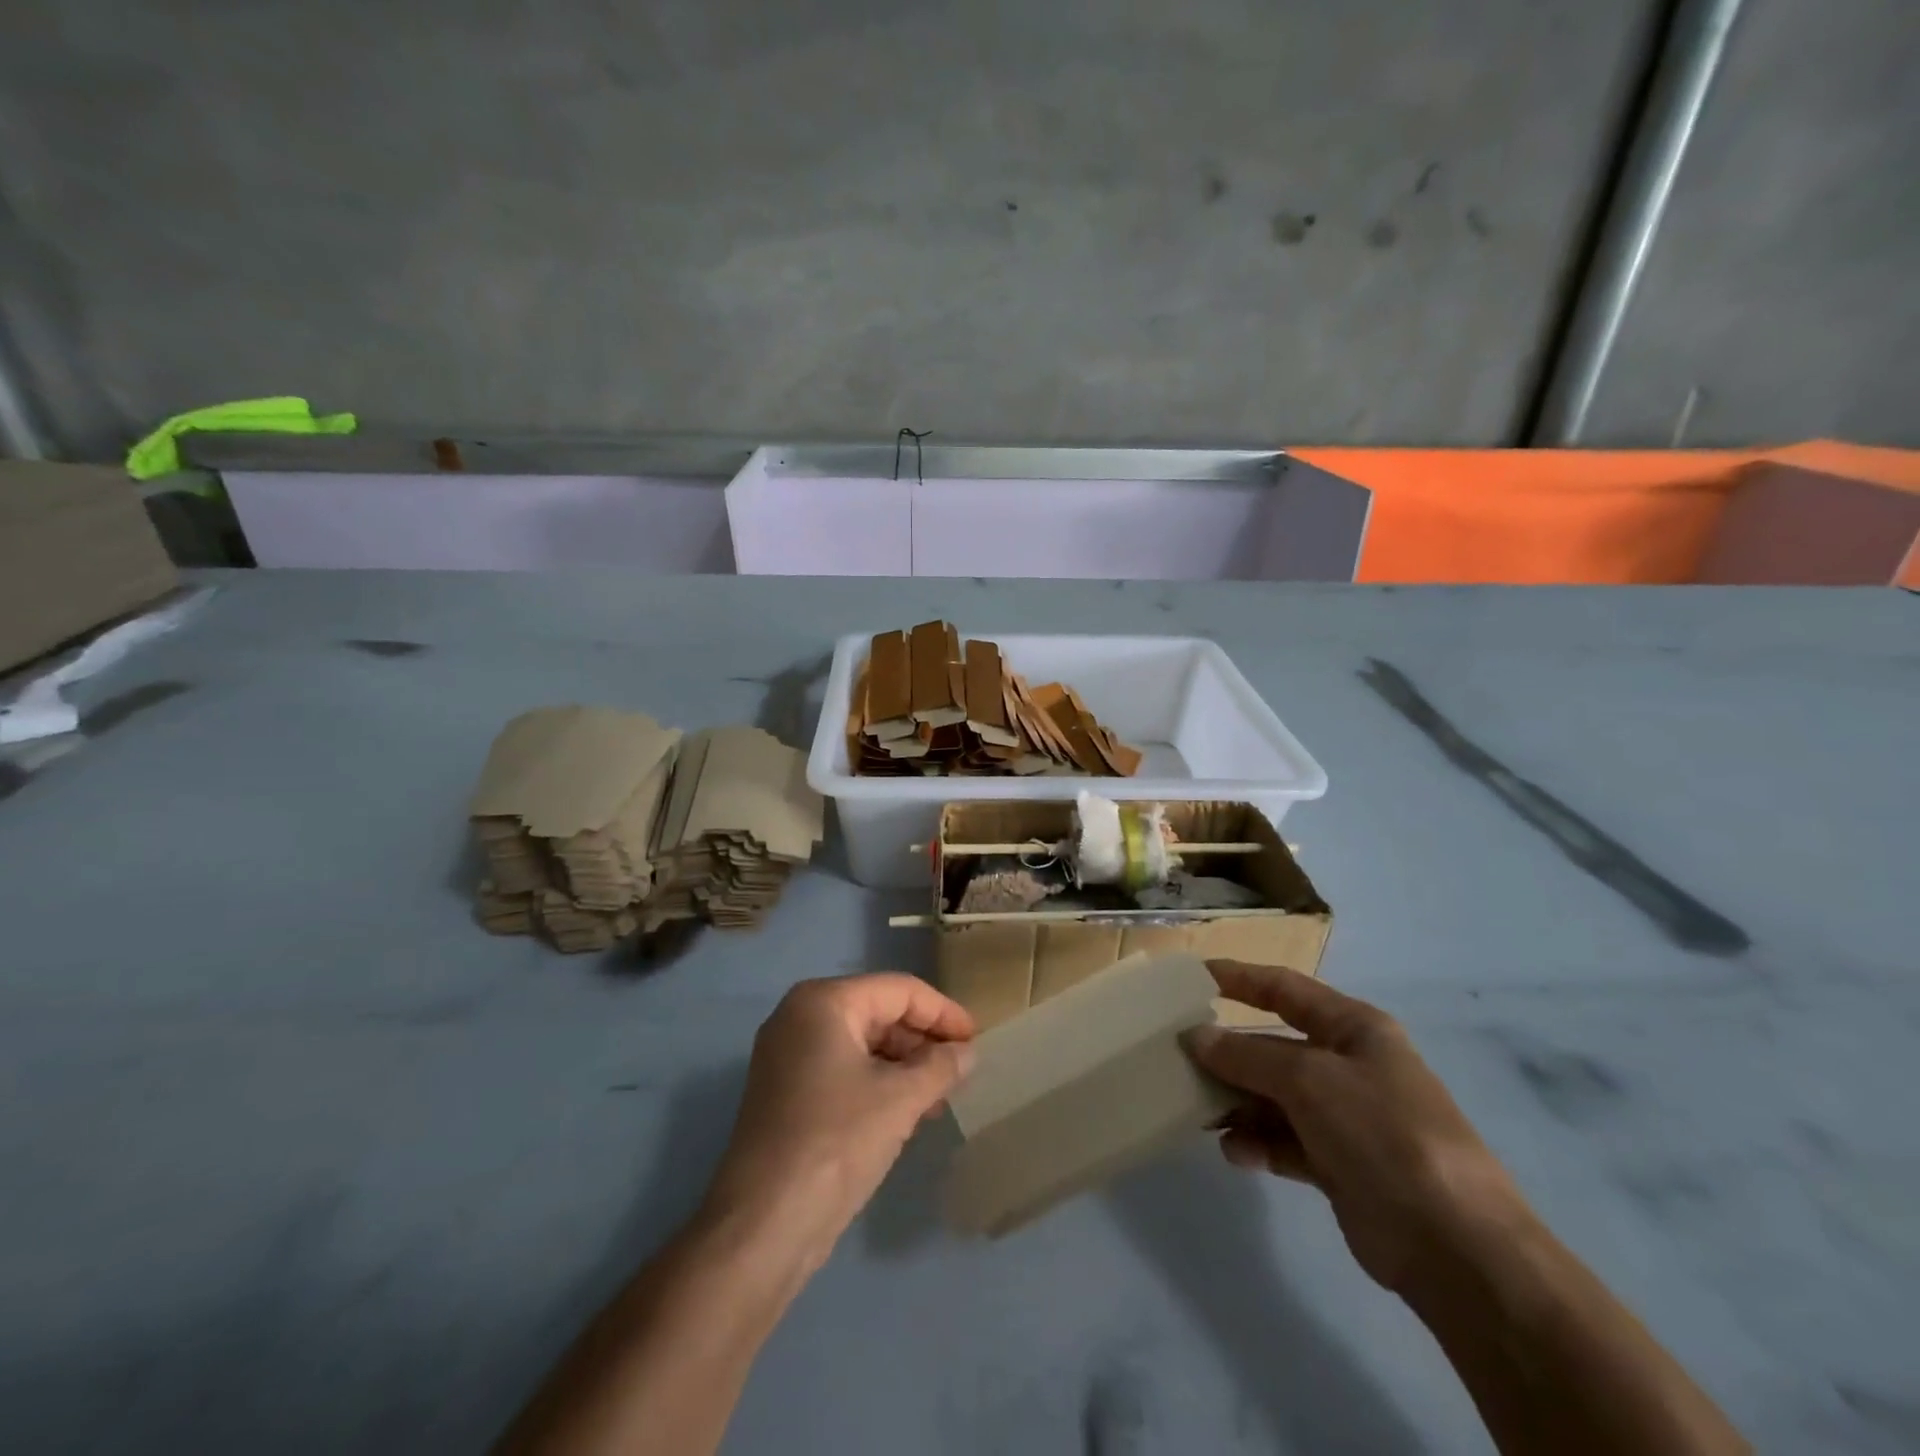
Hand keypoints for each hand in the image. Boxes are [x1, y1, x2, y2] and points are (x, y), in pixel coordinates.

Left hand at [701, 974, 976, 1265]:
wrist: (762, 1226)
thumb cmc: (836, 1142)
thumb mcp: (900, 1099)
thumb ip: (941, 1066)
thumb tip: (968, 1053)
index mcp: (823, 1002)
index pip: (898, 990)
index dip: (942, 1012)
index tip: (977, 1039)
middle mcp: (800, 1017)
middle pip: (879, 1012)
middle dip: (923, 1040)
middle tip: (962, 1069)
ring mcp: (788, 1056)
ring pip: (863, 1044)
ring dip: (905, 1065)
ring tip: (941, 1095)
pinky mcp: (786, 1093)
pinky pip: (844, 1071)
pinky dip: (879, 1084)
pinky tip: (909, 1112)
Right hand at [1187, 961, 1532, 1293]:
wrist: (1456, 1248)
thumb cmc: (1383, 1133)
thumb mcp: (1309, 1080)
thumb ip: (1246, 1056)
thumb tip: (1195, 1037)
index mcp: (1354, 1028)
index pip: (1286, 988)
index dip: (1240, 979)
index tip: (1192, 978)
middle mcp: (1349, 1066)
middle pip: (1274, 1046)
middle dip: (1229, 1053)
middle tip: (1179, 1058)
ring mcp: (1346, 1118)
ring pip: (1274, 1097)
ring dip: (1237, 1102)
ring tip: (1199, 1111)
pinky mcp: (1340, 1165)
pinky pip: (1285, 1141)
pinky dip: (1257, 1143)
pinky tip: (1234, 1152)